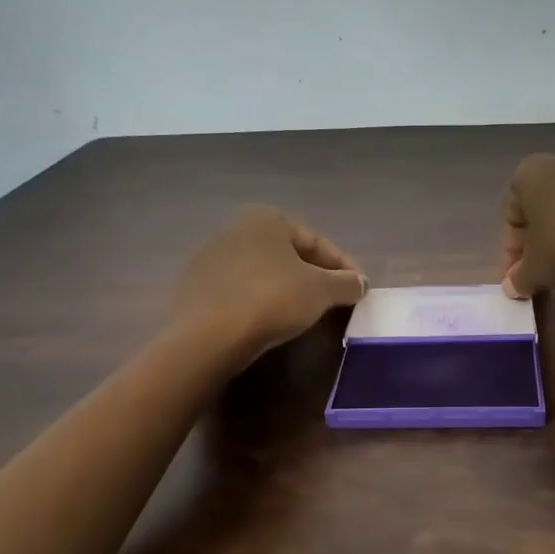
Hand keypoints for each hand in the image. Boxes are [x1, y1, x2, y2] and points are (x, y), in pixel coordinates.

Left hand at [174, 205, 366, 361]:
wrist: (209, 335)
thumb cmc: (272, 299)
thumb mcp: (321, 291)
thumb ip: (346, 283)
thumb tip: (360, 283)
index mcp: (265, 218)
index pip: (316, 242)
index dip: (343, 267)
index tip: (359, 289)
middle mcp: (234, 228)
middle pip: (288, 255)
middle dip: (314, 277)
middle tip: (335, 302)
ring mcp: (209, 258)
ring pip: (263, 273)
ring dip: (287, 290)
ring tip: (305, 315)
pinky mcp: (194, 288)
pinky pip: (239, 292)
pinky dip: (259, 303)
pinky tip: (269, 323)